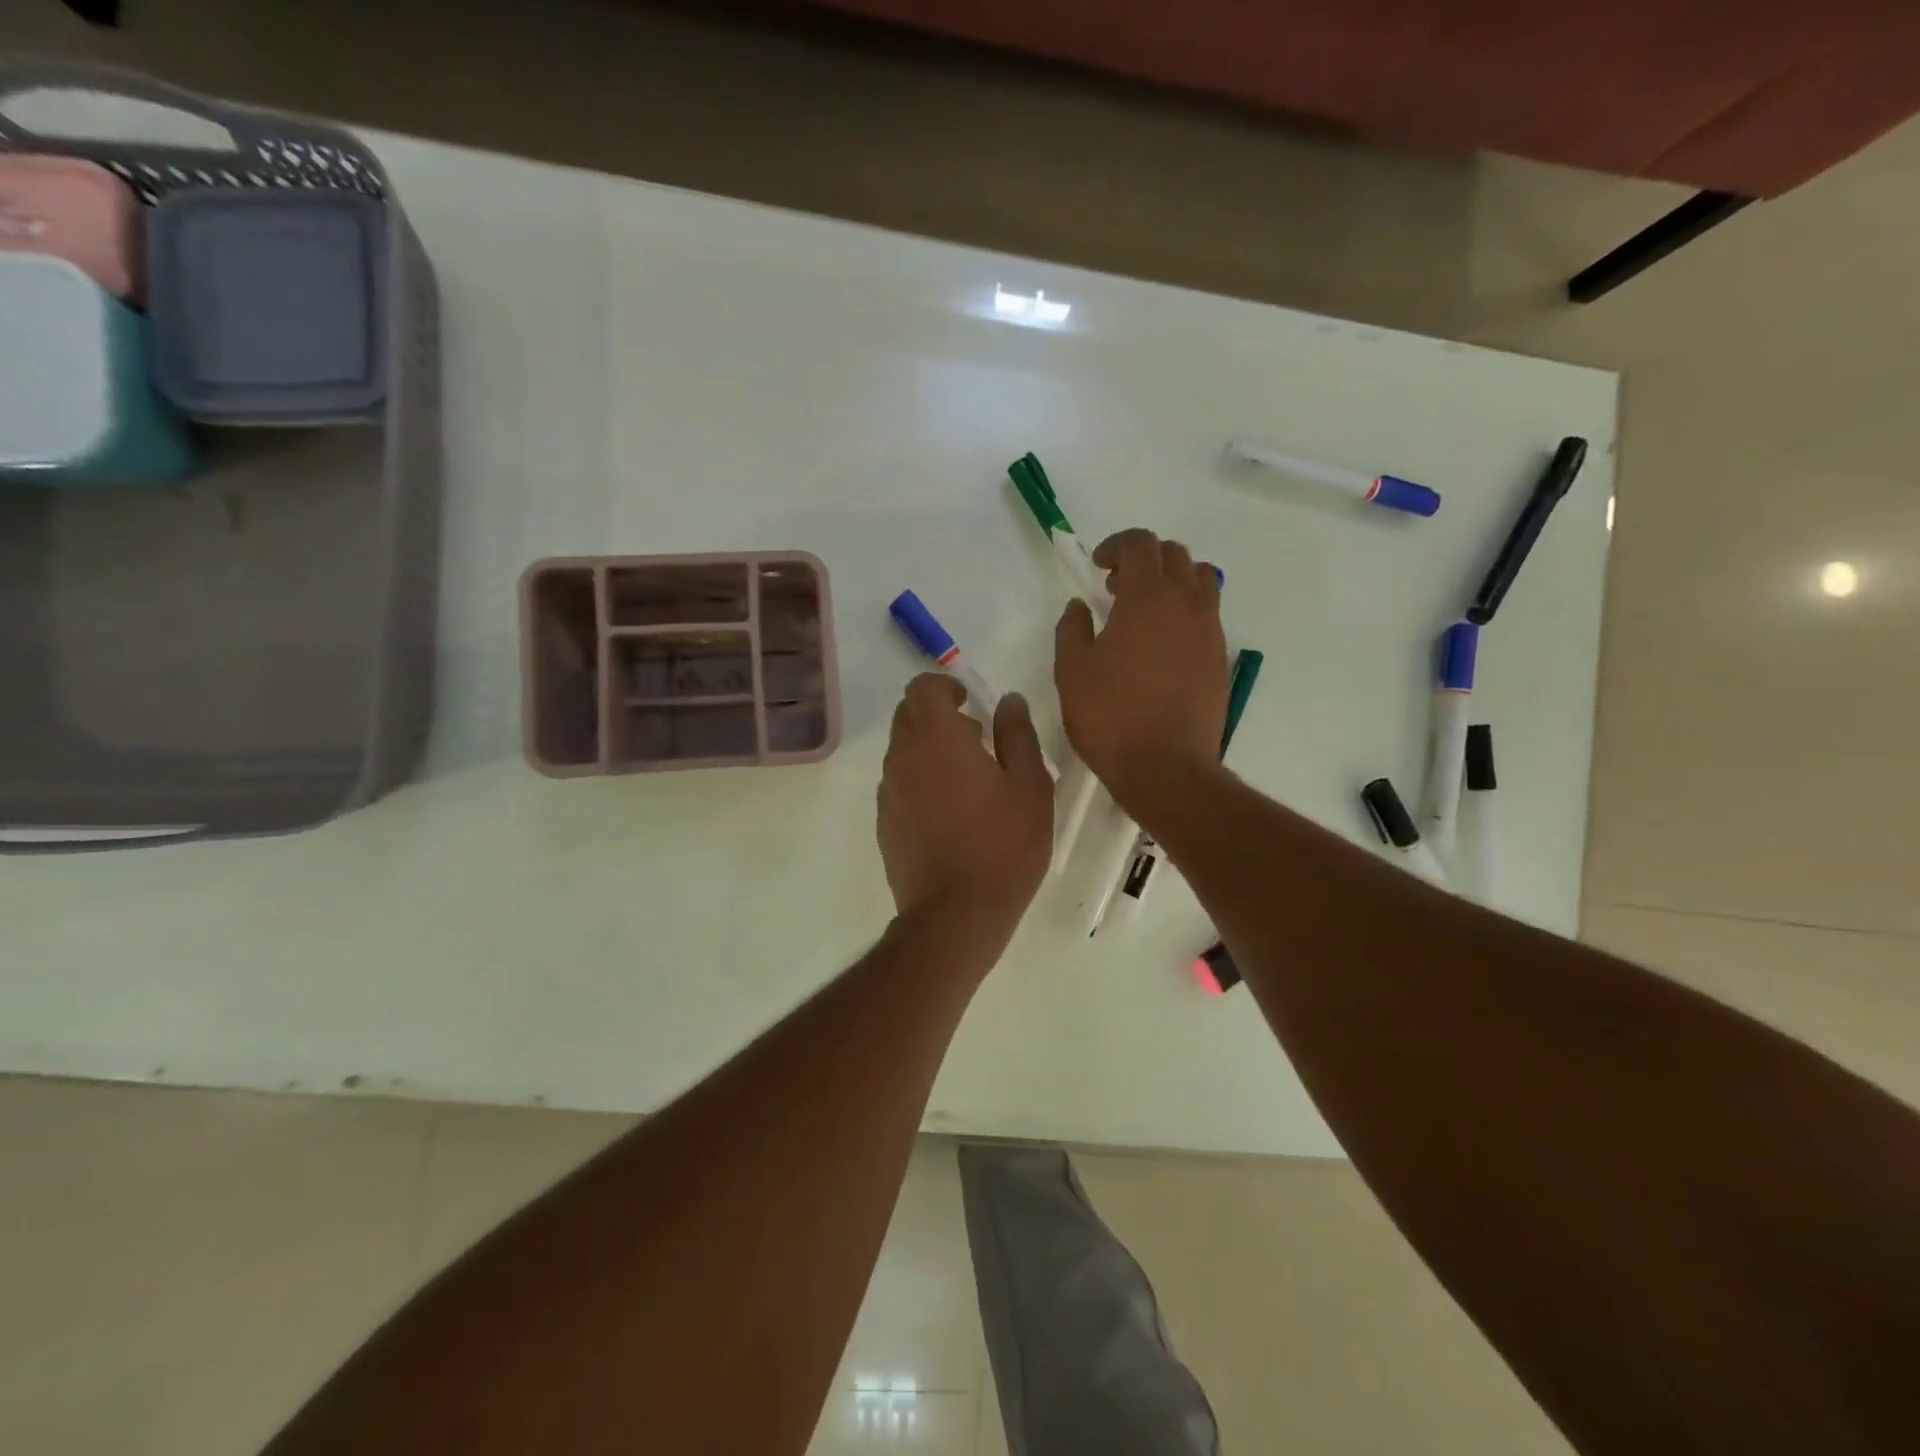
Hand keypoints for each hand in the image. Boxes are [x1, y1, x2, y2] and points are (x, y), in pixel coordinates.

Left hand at [877, 674, 1053, 956]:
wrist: (956, 914)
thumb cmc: (1003, 845)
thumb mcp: (1031, 786)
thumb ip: (1018, 734)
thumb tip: (1008, 700)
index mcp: (937, 737)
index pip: (921, 688)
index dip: (944, 686)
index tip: (969, 703)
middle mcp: (902, 757)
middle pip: (907, 716)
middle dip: (937, 716)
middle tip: (975, 740)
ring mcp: (888, 792)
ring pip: (902, 752)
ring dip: (929, 751)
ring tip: (969, 782)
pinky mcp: (885, 824)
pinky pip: (899, 785)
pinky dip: (920, 782)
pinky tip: (950, 815)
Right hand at [1055, 529, 1229, 807]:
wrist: (1166, 766)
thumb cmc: (1111, 715)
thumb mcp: (1072, 671)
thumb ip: (1072, 629)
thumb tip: (1080, 606)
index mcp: (1148, 597)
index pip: (1141, 544)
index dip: (1116, 546)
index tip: (1097, 567)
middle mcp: (1186, 603)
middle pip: (1174, 555)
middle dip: (1143, 560)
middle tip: (1116, 588)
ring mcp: (1209, 630)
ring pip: (1200, 580)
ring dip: (1171, 581)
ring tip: (1144, 611)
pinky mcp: (1219, 658)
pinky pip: (1207, 615)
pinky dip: (1185, 611)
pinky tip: (1161, 645)